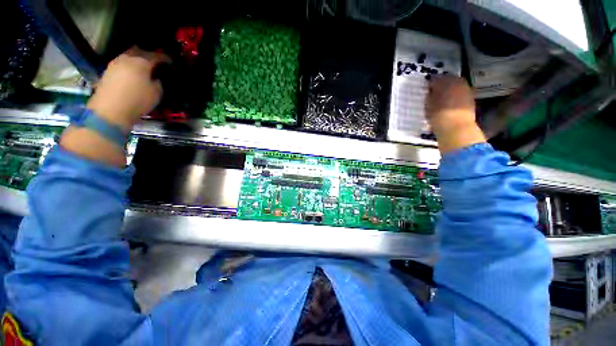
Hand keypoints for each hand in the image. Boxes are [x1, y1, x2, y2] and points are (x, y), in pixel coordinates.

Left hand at [86, 47, 170, 130]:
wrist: (110, 110)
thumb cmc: (138, 100)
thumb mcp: (156, 93)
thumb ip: (158, 83)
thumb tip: (156, 78)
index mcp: (141, 62)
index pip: (156, 56)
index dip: (165, 58)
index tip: (170, 62)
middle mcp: (127, 58)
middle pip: (139, 51)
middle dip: (148, 55)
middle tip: (155, 62)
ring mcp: (115, 64)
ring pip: (129, 57)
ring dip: (136, 61)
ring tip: (143, 69)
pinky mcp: (107, 72)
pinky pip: (122, 64)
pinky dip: (129, 67)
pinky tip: (133, 74)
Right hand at [426, 76, 485, 153]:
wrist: (456, 128)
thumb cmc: (438, 116)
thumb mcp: (428, 106)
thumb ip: (429, 96)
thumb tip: (431, 91)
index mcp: (444, 82)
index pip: (435, 78)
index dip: (430, 82)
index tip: (426, 87)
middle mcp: (457, 82)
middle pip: (448, 79)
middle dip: (442, 83)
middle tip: (434, 90)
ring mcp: (466, 89)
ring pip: (456, 85)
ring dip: (449, 89)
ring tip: (442, 97)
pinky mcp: (470, 98)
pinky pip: (461, 93)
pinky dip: (455, 95)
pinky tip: (450, 102)